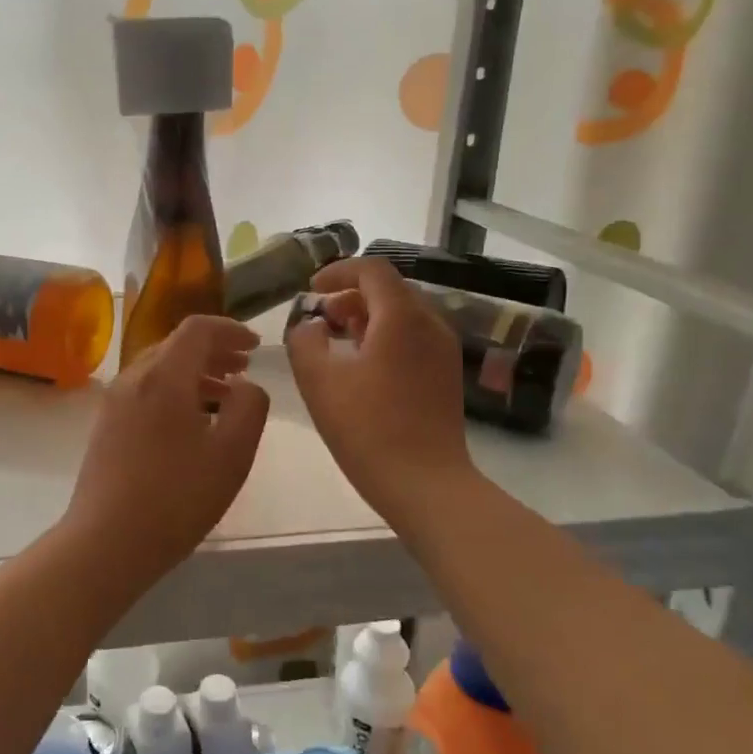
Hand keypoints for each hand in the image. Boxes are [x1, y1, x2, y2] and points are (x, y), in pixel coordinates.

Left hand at [62, 315, 269, 571]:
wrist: (106, 542)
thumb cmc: (176, 497)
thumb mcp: (232, 453)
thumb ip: (249, 407)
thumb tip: (245, 386)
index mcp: (164, 376)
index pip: (197, 329)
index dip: (230, 330)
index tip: (254, 347)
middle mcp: (133, 378)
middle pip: (176, 345)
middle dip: (214, 350)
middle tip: (243, 367)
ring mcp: (114, 402)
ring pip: (159, 369)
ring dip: (195, 372)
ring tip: (224, 396)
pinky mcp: (106, 426)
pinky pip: (146, 391)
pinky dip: (174, 391)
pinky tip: (191, 422)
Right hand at [286, 257, 475, 521]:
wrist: (425, 483)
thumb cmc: (367, 428)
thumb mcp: (319, 381)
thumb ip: (305, 340)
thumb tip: (312, 324)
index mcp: (401, 317)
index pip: (371, 270)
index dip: (337, 272)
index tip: (311, 291)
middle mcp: (430, 323)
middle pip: (390, 289)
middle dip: (351, 295)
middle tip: (322, 319)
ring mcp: (444, 349)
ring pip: (404, 314)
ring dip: (369, 317)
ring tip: (340, 342)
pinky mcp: (447, 374)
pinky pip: (414, 337)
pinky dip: (387, 336)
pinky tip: (365, 368)